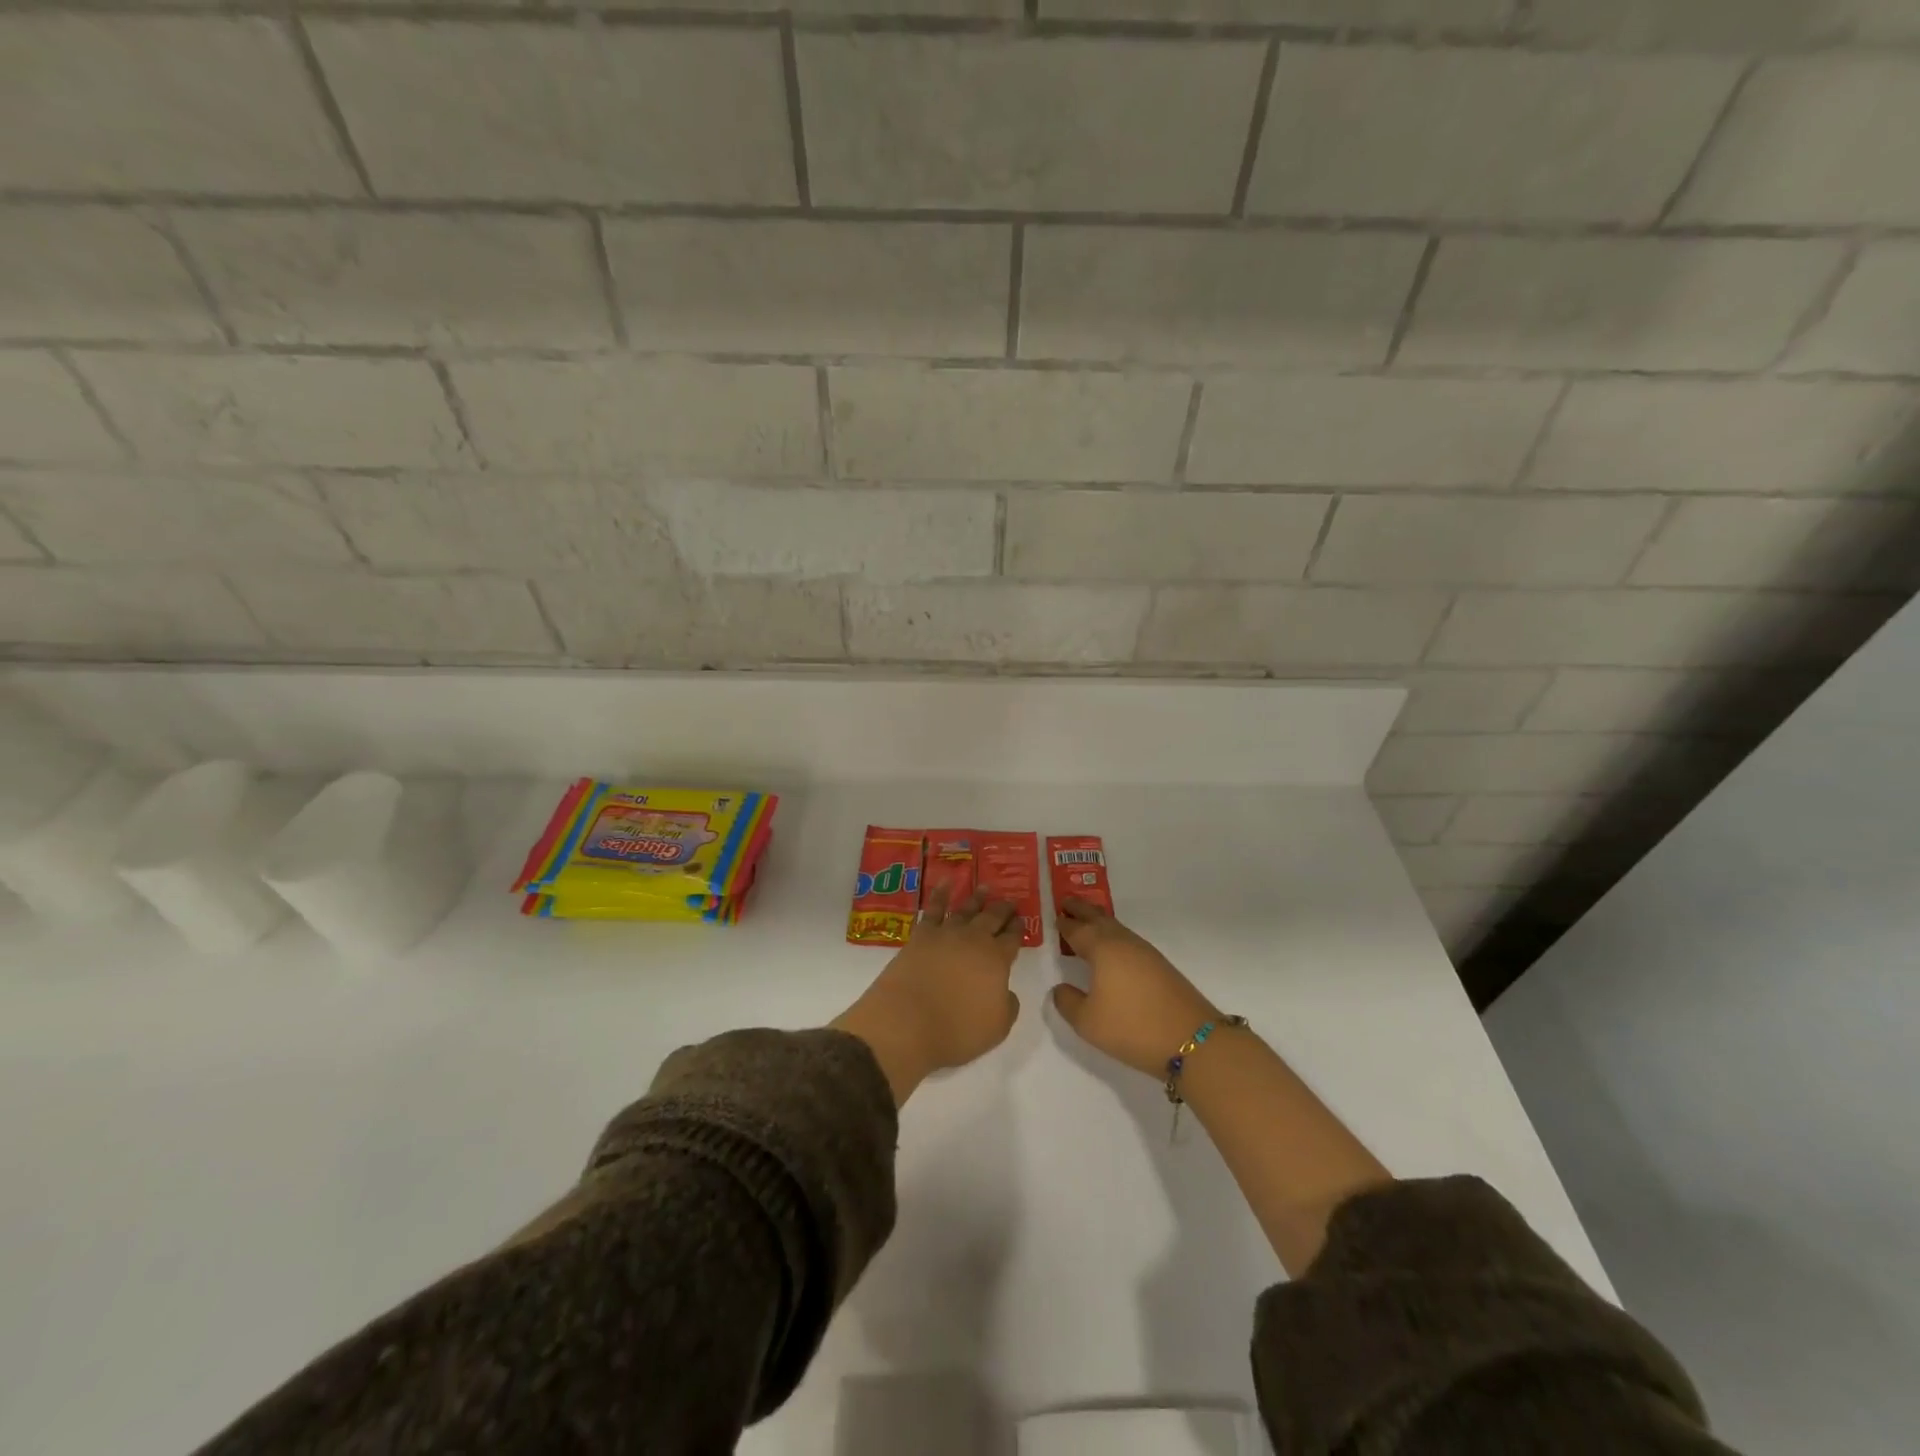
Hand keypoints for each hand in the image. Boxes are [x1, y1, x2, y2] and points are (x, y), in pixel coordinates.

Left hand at [832, 887, 1022, 1103]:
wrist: (907, 1022)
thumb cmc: (957, 1030)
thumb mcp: (997, 1028)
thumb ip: (1007, 1006)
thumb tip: (1005, 991)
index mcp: (997, 960)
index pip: (1012, 939)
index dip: (1018, 929)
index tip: (1021, 921)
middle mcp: (974, 940)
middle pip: (992, 918)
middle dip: (1003, 910)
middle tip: (1010, 901)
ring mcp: (946, 934)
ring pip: (966, 910)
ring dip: (977, 898)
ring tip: (985, 888)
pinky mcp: (921, 935)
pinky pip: (934, 908)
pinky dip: (941, 893)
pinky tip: (945, 882)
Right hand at [1052, 900, 1219, 1078]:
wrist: (1191, 1040)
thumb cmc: (1131, 1027)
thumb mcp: (1087, 1022)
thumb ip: (1067, 1002)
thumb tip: (1060, 988)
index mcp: (1102, 949)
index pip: (1078, 930)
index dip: (1065, 924)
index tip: (1055, 915)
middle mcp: (1123, 943)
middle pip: (1099, 919)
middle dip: (1082, 909)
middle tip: (1067, 901)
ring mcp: (1145, 952)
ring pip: (1117, 928)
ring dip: (1100, 921)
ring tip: (1088, 920)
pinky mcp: (1160, 966)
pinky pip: (1129, 940)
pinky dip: (1114, 935)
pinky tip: (1114, 948)